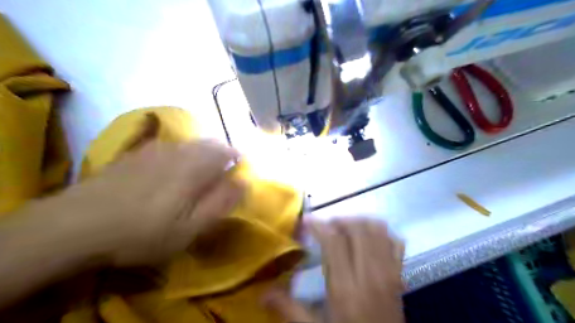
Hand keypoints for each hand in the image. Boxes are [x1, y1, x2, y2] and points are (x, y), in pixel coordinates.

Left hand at [34, 140, 244, 265]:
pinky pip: (168, 146)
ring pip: (189, 143)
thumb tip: (244, 182)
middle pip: (208, 143)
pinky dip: (180, 151)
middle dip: (221, 152)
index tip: (240, 167)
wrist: (78, 224)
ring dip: (202, 150)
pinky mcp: (136, 154)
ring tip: (203, 165)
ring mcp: (155, 150)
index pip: (226, 153)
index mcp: (195, 168)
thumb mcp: (190, 227)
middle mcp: (179, 152)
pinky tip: (174, 162)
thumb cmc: (144, 231)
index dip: (236, 158)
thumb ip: (221, 202)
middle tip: (223, 167)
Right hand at [264, 219, 403, 322]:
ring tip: (344, 230)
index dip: (318, 225)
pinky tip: (368, 238)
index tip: (306, 221)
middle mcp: (370, 274)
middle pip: (357, 228)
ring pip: (377, 229)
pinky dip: (381, 232)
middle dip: (338, 220)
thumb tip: (262, 293)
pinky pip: (395, 242)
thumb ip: (288, 309)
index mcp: (346, 288)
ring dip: (358, 222)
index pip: (334, 241)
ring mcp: (389, 272)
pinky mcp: (399, 275)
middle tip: (325, 227)